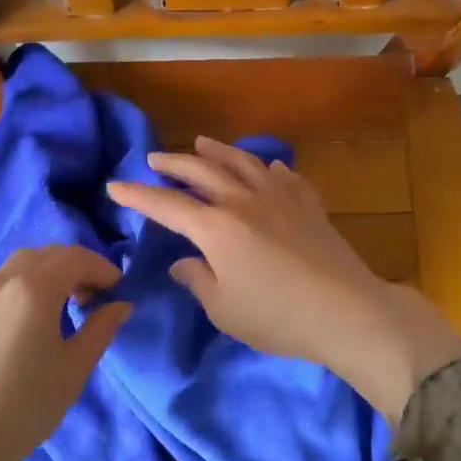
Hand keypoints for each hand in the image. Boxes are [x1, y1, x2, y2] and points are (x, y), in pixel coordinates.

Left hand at [0, 245, 129, 460]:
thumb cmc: (24, 405)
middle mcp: (4, 278)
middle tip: (96, 298)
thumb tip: (120, 305)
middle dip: (78, 268)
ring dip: (51, 273)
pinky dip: (27, 284)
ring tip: (66, 305)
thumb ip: (100, 330)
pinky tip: (35, 317)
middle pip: (49, 255)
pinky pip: (4, 281)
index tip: (119, 291)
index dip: (103, 269)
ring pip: (23, 264)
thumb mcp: (73, 369)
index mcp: (34, 288)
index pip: (77, 258)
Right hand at [106, 137, 460, 421]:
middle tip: (154, 158)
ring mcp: (280, 199)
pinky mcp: (309, 206)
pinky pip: (285, 177)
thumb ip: (198, 280)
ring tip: (202, 143)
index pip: (167, 206)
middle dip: (174, 164)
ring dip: (218, 152)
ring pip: (243, 163)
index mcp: (216, 228)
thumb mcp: (225, 309)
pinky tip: (268, 167)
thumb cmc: (277, 317)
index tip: (114, 186)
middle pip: (202, 172)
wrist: (346, 311)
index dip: (138, 196)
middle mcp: (244, 202)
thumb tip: (183, 262)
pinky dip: (269, 168)